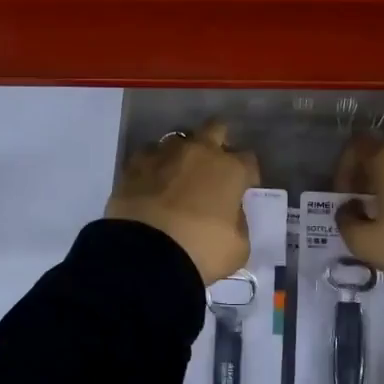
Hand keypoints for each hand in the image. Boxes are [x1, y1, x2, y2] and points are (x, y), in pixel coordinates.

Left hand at [106, 119, 259, 284]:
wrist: (146, 255)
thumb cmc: (201, 251)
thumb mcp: (237, 248)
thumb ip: (239, 224)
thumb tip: (232, 214)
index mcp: (230, 170)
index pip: (248, 160)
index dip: (247, 175)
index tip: (243, 190)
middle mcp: (199, 152)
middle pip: (215, 128)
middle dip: (218, 142)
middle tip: (213, 167)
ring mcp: (164, 154)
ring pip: (177, 139)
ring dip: (182, 154)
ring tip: (177, 176)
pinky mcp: (134, 164)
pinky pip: (148, 154)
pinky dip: (153, 165)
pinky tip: (151, 181)